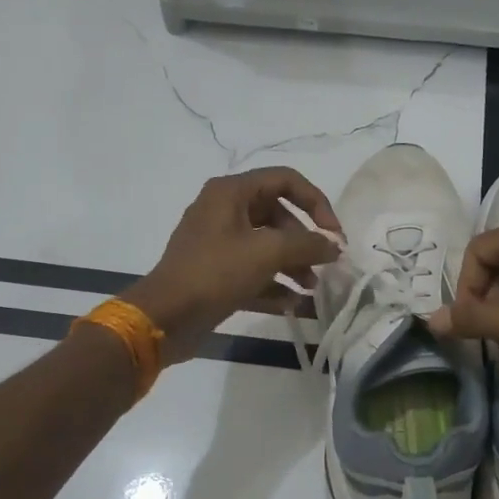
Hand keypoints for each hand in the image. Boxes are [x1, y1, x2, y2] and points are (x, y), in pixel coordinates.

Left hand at [121, 168, 342, 365]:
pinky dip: (274, 283)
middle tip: (324, 265)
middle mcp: (224, 210)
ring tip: (311, 288)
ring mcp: (218, 243)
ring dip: (293, 264)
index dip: (316, 202)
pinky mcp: (216, 273)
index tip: (334, 233)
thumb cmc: (215, 273)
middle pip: (278, 215)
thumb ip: (308, 244)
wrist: (164, 318)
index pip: (285, 180)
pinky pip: (253, 271)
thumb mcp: (267, 252)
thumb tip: (334, 246)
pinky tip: (293, 304)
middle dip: (305, 240)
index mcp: (231, 192)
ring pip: (267, 245)